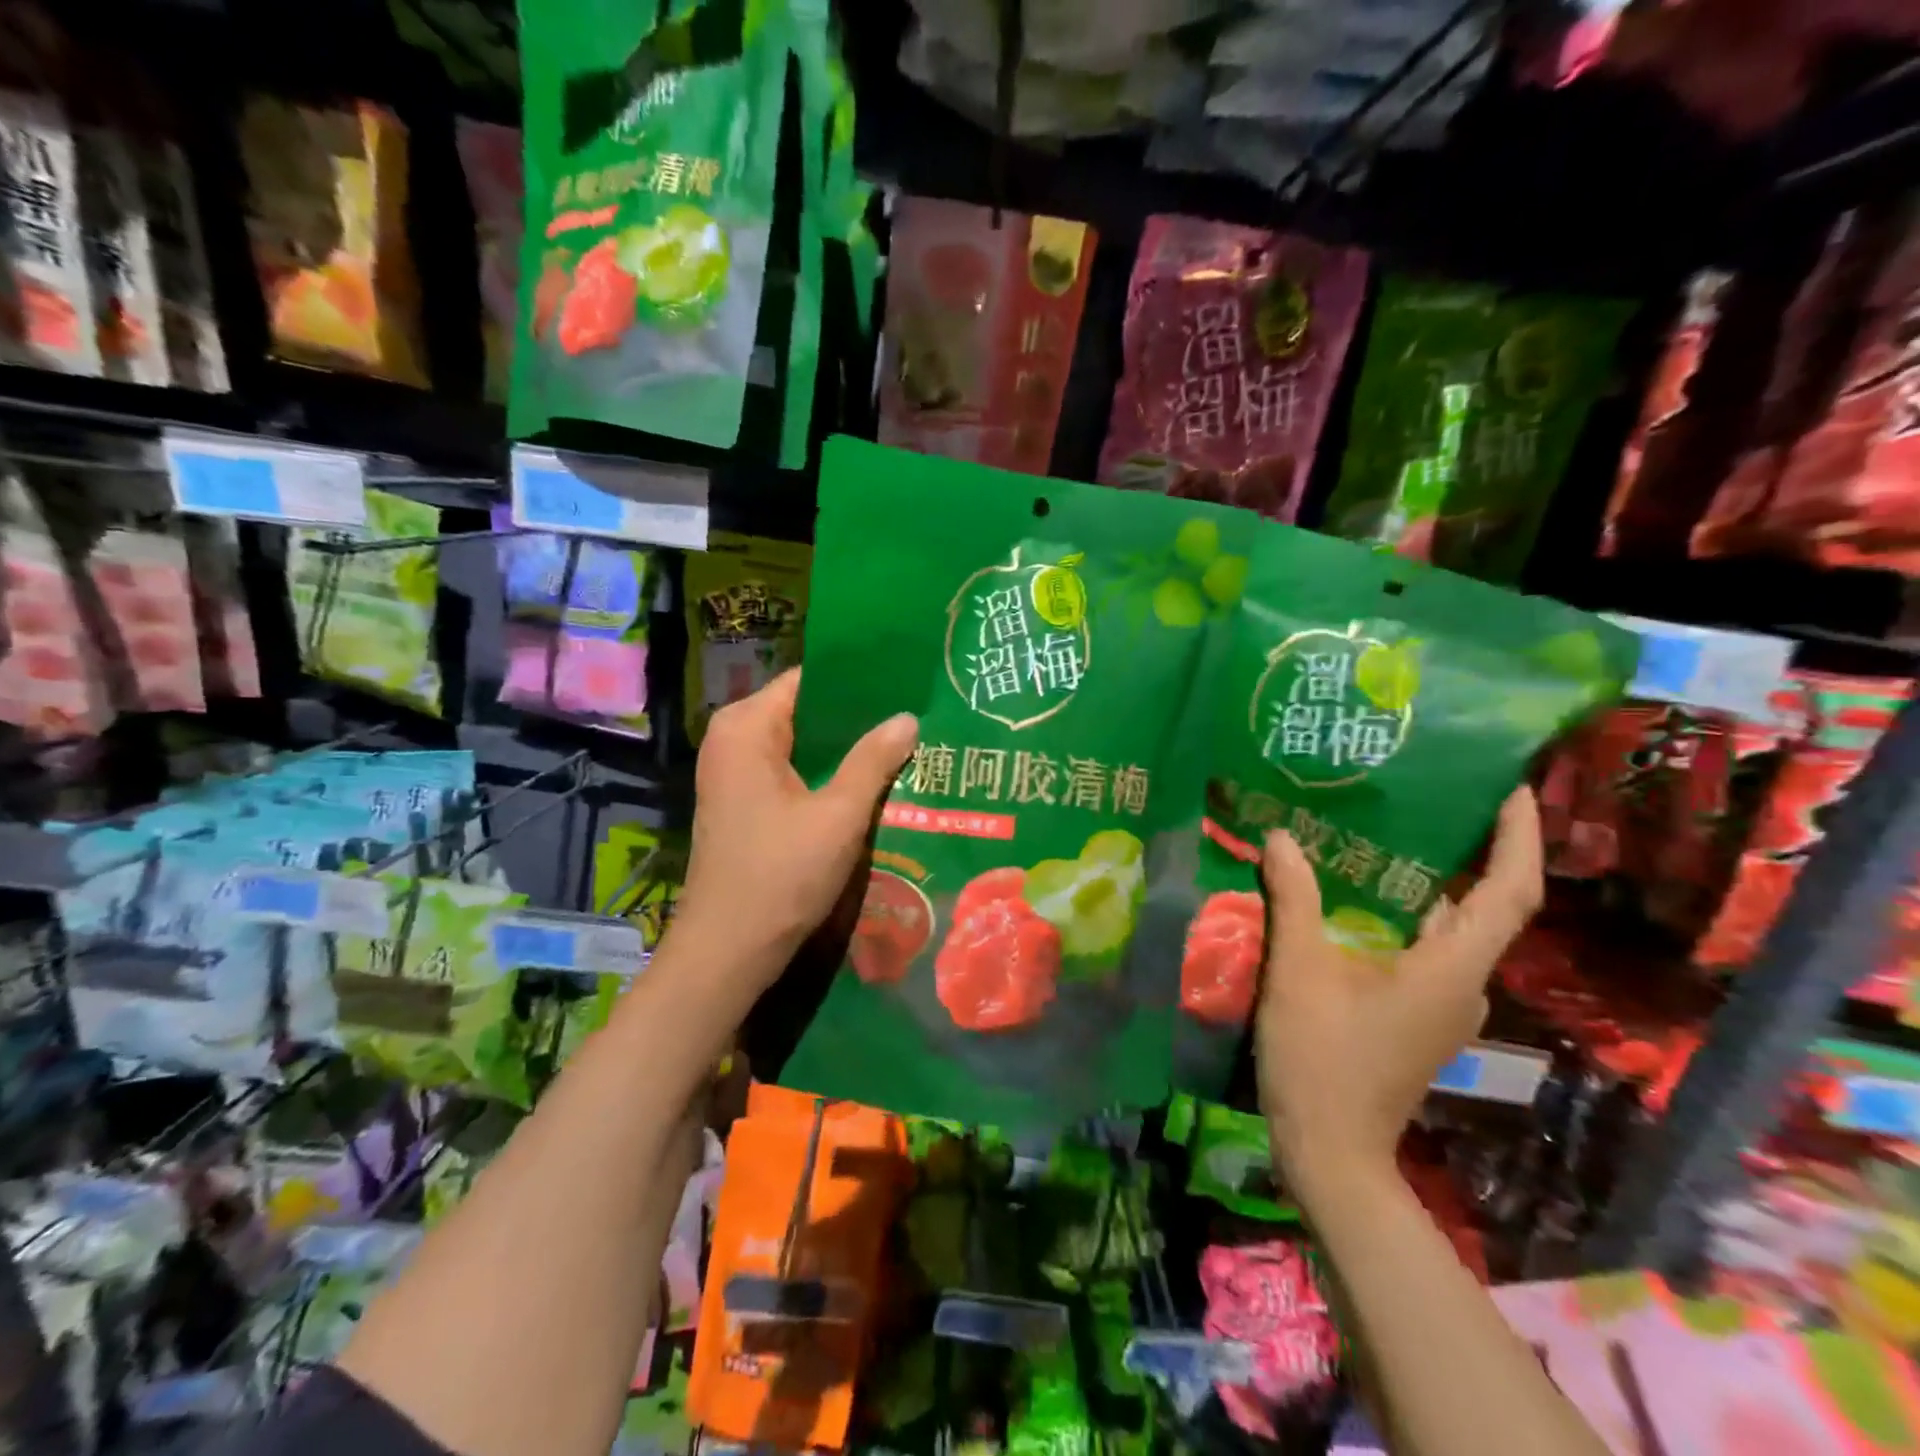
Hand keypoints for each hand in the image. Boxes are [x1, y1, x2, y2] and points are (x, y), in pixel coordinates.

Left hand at [677, 669, 917, 970]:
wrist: (728, 952)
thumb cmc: (780, 876)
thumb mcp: (838, 815)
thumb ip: (874, 760)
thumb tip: (908, 717)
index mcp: (746, 728)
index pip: (808, 680)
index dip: (856, 681)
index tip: (904, 684)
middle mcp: (733, 741)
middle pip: (805, 712)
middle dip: (857, 718)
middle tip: (914, 717)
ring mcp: (735, 774)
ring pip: (802, 745)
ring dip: (846, 750)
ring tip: (904, 744)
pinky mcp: (744, 804)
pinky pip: (792, 772)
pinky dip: (827, 775)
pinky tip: (871, 782)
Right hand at [1255, 788, 1543, 1189]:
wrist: (1330, 1150)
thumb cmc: (1321, 1058)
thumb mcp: (1298, 970)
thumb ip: (1292, 898)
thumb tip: (1279, 836)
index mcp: (1451, 968)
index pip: (1510, 892)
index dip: (1519, 838)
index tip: (1513, 789)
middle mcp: (1464, 983)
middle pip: (1485, 906)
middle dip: (1473, 850)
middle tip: (1435, 796)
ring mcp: (1444, 1005)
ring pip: (1451, 930)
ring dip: (1432, 882)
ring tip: (1389, 835)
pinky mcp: (1419, 1017)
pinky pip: (1426, 950)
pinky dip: (1408, 915)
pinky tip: (1360, 898)